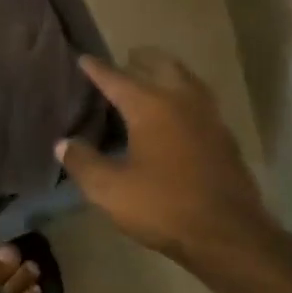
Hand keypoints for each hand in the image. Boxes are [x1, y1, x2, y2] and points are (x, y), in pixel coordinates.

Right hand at [56, 50, 270, 265]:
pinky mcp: (224, 138)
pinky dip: (184, 97)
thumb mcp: (110, 189)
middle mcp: (182, 102)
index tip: (84, 58)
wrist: (228, 234)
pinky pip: (200, 103)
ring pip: (187, 81)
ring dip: (168, 74)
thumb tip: (63, 143)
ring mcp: (209, 118)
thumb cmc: (163, 206)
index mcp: (151, 107)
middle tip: (128, 58)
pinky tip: (177, 116)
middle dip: (142, 59)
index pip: (117, 79)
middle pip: (162, 66)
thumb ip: (83, 162)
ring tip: (153, 79)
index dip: (97, 69)